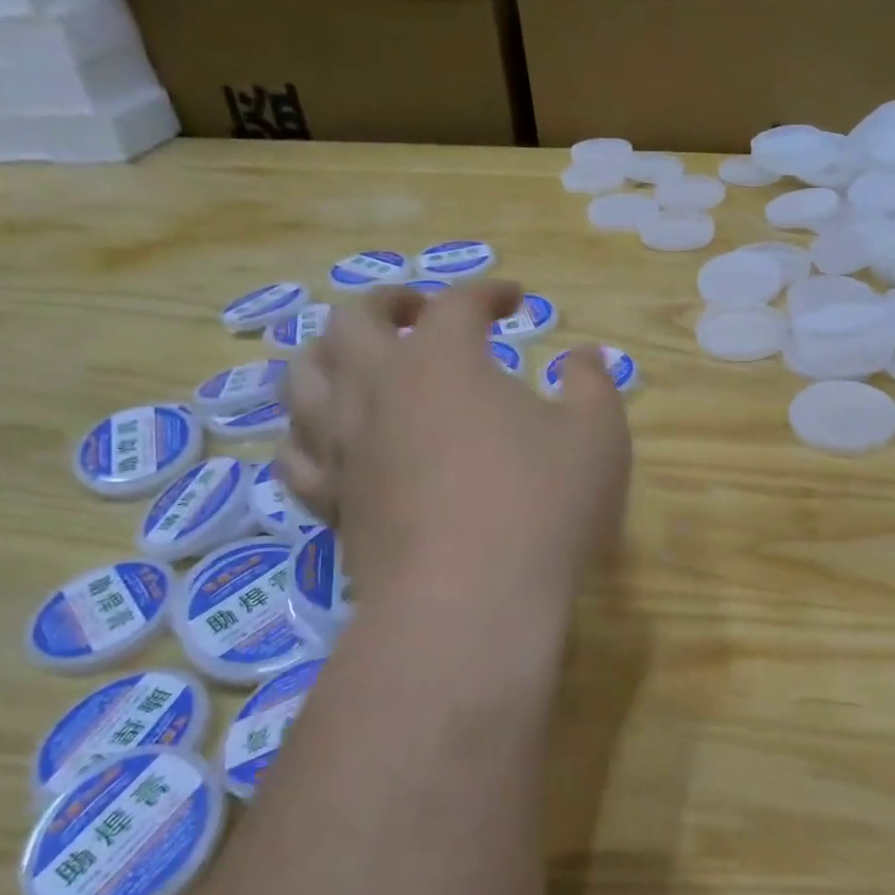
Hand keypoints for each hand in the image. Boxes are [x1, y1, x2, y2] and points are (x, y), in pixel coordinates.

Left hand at [277, 280, 631, 606]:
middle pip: (352, 320)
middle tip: (416, 311)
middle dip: (386, 303)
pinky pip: (297, 454)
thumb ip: (592, 384)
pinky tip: (327, 439)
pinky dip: (308, 433)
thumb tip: (584, 356)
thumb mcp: (597, 435)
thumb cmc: (541, 507)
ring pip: (303, 378)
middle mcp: (376, 390)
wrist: (470, 603)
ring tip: (355, 360)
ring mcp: (343, 448)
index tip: (515, 298)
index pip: (457, 302)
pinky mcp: (331, 502)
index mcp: (441, 361)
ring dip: (328, 354)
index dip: (488, 291)